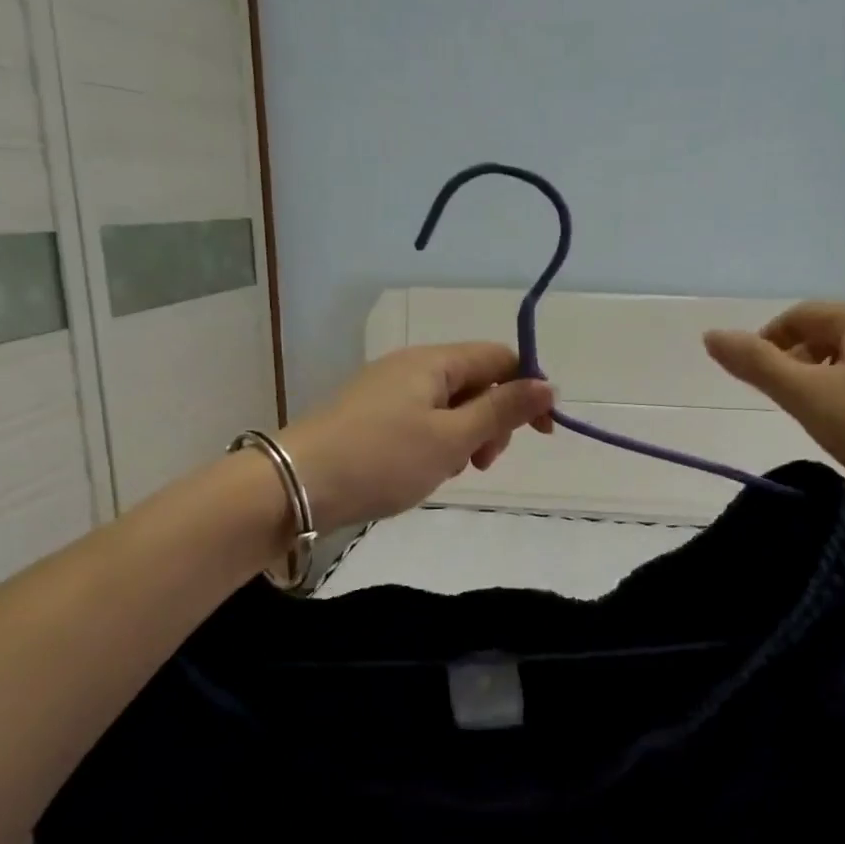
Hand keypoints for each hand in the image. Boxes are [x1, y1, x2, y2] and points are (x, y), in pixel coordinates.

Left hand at [279, 344, 555, 530]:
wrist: (295, 485)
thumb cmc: (382, 460)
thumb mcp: (452, 438)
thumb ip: (502, 410)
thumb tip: (548, 386)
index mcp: (434, 362)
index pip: (500, 358)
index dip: (528, 390)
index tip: (542, 433)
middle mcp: (411, 366)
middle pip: (475, 381)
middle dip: (493, 419)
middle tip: (482, 463)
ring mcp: (387, 390)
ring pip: (449, 404)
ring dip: (465, 435)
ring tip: (451, 471)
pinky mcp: (370, 415)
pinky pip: (421, 419)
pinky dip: (436, 442)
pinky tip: (425, 470)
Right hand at [703, 302, 844, 503]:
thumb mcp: (806, 396)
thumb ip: (757, 364)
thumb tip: (711, 335)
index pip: (800, 316)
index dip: (768, 342)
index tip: (756, 380)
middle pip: (829, 332)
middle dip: (799, 360)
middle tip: (787, 402)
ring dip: (826, 375)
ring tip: (819, 415)